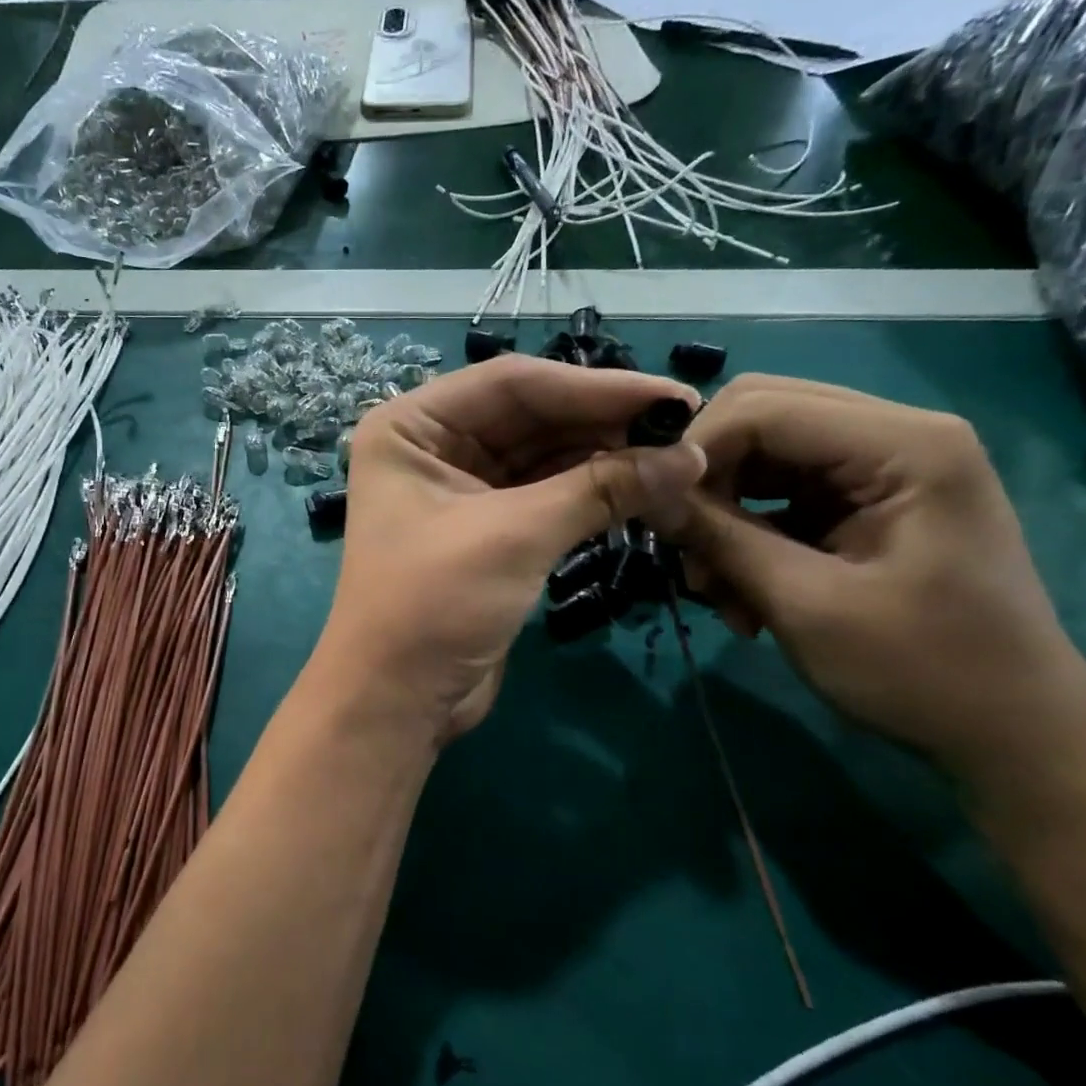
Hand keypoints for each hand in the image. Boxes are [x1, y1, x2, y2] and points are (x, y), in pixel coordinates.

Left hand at [316, 356, 703, 744]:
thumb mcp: (514, 536)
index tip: (673, 398)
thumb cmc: (434, 605)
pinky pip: (545, 495)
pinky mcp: (486, 531)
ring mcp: (459, 489)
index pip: (512, 384)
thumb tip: (689, 456)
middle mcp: (431, 446)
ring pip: (543, 456)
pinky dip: (591, 494)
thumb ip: (600, 488)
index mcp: (412, 426)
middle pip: (531, 416)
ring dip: (605, 459)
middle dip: (604, 423)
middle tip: (687, 430)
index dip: (595, 387)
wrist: (396, 701)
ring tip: (678, 461)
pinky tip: (644, 489)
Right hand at [655, 375, 1085, 772]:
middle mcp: (893, 436)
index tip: (655, 515)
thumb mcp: (806, 605)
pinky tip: (744, 596)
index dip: (695, 451)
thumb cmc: (924, 672)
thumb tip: (646, 496)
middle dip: (708, 481)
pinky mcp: (862, 501)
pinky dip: (746, 536)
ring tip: (718, 591)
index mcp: (904, 445)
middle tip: (687, 549)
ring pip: (759, 458)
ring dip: (722, 517)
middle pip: (758, 418)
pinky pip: (776, 494)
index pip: (762, 408)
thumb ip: (721, 537)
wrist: (1013, 735)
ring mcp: (879, 467)